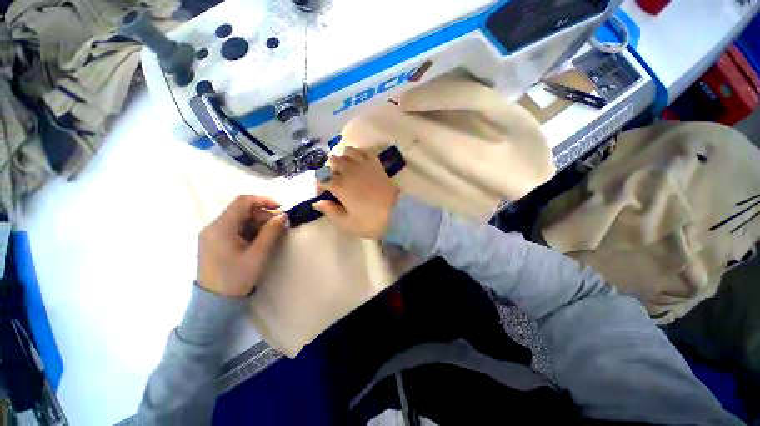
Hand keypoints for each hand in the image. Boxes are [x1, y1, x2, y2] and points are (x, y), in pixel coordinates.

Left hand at [197, 195, 286, 297]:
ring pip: (239, 219)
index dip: (263, 200)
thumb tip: (283, 215)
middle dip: (263, 215)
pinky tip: (259, 240)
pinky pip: (234, 229)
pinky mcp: (214, 242)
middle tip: (279, 226)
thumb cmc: (237, 277)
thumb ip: (271, 232)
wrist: (215, 302)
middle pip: (241, 211)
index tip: (280, 207)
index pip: (242, 202)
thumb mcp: (258, 254)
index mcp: (221, 227)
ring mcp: (212, 235)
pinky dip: (249, 230)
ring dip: (257, 223)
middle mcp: (213, 227)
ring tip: (271, 235)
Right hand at [313, 146, 399, 238]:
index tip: (324, 195)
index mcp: (339, 186)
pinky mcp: (376, 164)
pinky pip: (364, 151)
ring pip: (346, 152)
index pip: (321, 178)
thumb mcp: (347, 223)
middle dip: (329, 170)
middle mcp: (349, 171)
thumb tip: (317, 203)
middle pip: (332, 161)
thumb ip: (330, 212)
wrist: (397, 214)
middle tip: (335, 182)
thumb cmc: (371, 221)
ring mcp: (363, 165)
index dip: (319, 186)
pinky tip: (358, 161)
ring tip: (346, 170)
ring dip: (343, 159)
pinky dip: (358, 153)